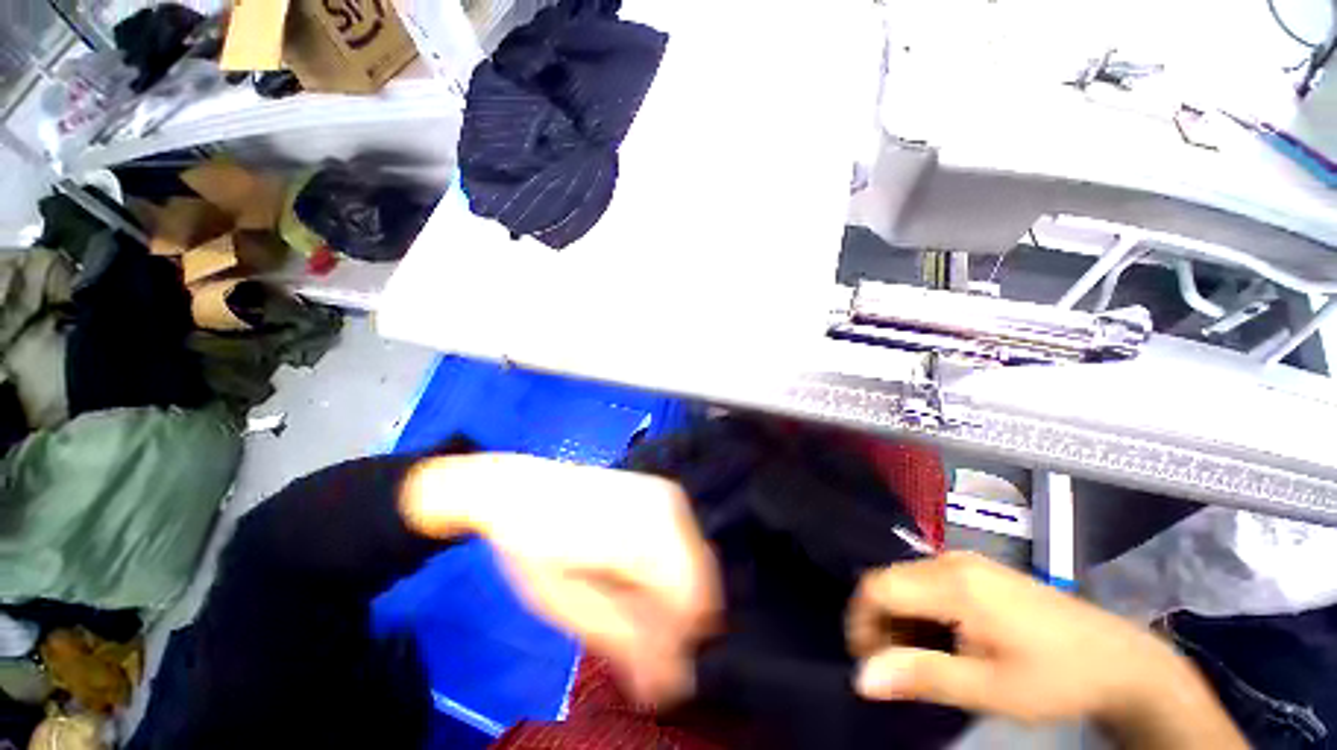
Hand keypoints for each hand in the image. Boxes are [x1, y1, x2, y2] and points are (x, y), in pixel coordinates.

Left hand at [401, 454, 720, 704]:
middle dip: (676, 618)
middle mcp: (666, 509)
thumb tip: (672, 684)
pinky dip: (672, 570)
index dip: (675, 642)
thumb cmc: (537, 549)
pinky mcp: (666, 493)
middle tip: (635, 633)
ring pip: (699, 565)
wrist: (527, 489)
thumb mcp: (571, 606)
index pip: (692, 604)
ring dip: (674, 593)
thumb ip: (627, 641)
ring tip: (629, 597)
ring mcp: (669, 496)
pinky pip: (688, 545)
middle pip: (701, 584)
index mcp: (640, 537)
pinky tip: (636, 571)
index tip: (649, 664)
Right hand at [847, 552, 1245, 748]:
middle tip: (895, 669)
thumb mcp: (991, 690)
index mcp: (954, 583)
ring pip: (904, 581)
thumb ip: (923, 677)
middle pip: (887, 581)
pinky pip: (926, 582)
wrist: (1121, 659)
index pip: (877, 587)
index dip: (861, 623)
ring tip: (920, 660)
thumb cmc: (1057, 679)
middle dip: (879, 624)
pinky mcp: (977, 570)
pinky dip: (919, 612)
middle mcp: (951, 561)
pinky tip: (942, 641)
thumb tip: (862, 678)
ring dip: (899, 619)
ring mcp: (965, 561)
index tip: (870, 664)